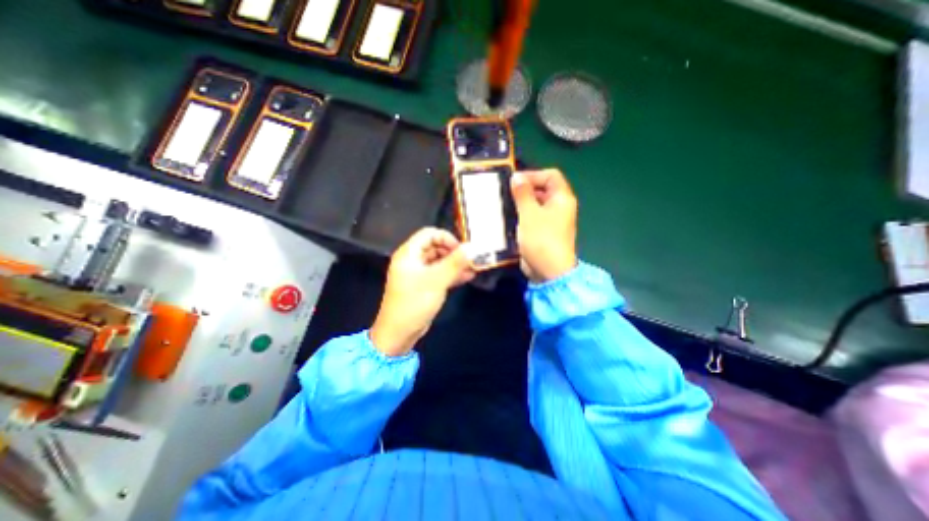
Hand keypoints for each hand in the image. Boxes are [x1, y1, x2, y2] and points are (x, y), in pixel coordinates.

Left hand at [372, 228, 473, 358]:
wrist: (399, 333)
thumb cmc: (414, 303)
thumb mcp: (436, 280)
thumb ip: (455, 262)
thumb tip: (473, 247)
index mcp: (409, 253)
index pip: (429, 234)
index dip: (447, 238)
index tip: (462, 249)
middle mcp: (413, 260)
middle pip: (436, 247)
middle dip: (454, 252)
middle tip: (471, 260)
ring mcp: (418, 273)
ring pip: (440, 261)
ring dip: (456, 264)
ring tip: (473, 268)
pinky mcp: (424, 285)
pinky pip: (440, 274)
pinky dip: (452, 274)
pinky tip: (467, 277)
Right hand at [511, 168, 577, 282]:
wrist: (548, 271)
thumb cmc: (541, 239)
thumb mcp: (529, 213)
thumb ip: (522, 193)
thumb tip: (517, 176)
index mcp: (562, 198)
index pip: (551, 175)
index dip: (533, 174)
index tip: (515, 180)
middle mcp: (559, 207)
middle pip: (543, 189)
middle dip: (525, 189)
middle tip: (506, 192)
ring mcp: (551, 221)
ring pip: (535, 204)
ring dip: (521, 203)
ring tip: (504, 204)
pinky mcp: (542, 232)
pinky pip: (532, 217)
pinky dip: (521, 215)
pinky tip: (508, 218)